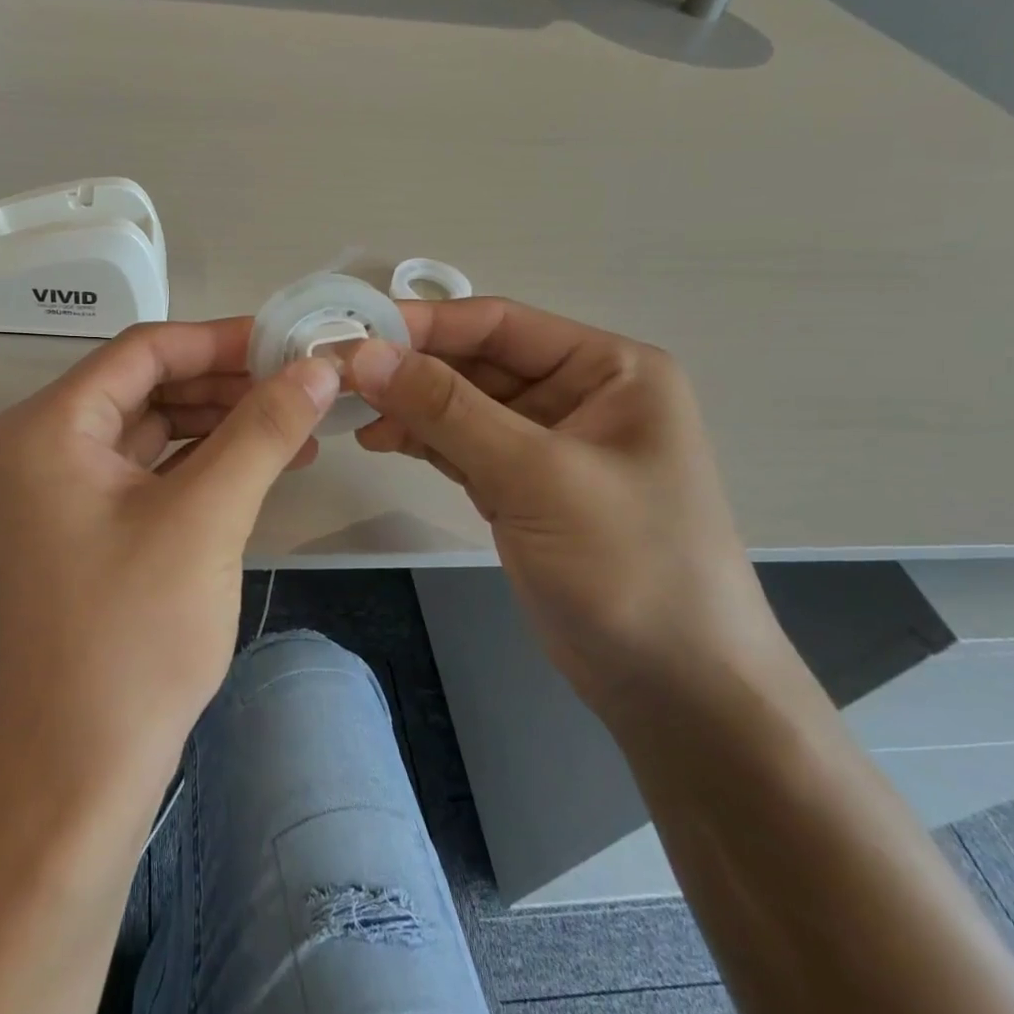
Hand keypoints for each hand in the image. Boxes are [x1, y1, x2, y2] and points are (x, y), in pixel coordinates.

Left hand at [0, 319, 337, 793]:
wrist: (80, 767)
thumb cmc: (133, 635)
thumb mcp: (206, 518)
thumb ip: (263, 431)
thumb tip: (318, 368)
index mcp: (49, 426)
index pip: (144, 351)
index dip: (221, 340)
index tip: (291, 342)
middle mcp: (44, 445)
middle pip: (148, 385)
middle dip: (227, 383)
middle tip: (302, 385)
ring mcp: (63, 489)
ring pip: (155, 429)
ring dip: (223, 422)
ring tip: (297, 425)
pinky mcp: (89, 526)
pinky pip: (152, 471)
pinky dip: (206, 463)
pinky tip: (263, 464)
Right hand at [347, 298, 782, 710]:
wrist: (675, 689)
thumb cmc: (627, 565)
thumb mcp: (535, 476)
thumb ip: (447, 409)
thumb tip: (364, 354)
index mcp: (609, 368)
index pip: (500, 324)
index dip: (424, 325)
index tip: (353, 333)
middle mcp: (580, 393)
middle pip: (477, 362)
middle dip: (410, 370)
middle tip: (338, 378)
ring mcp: (549, 443)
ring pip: (463, 405)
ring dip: (409, 407)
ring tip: (350, 415)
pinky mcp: (524, 487)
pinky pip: (462, 445)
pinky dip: (422, 441)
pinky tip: (380, 440)